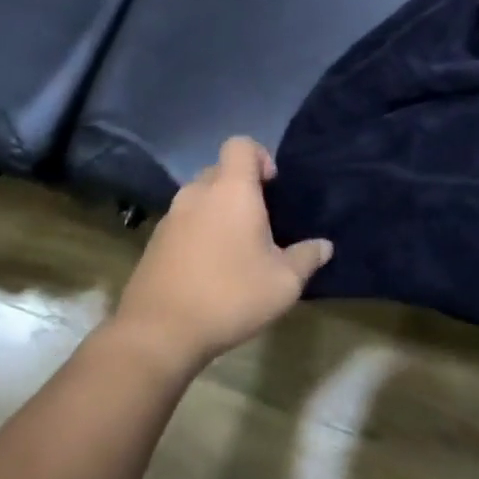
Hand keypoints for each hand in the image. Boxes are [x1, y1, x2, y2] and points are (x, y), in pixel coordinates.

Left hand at [110, 137, 332, 373]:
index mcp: (231, 189)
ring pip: (200, 196)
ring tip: (235, 246)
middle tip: (259, 220)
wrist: (158, 333)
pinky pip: (183, 221)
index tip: (272, 188)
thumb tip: (324, 246)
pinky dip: (198, 231)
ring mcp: (171, 217)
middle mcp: (198, 193)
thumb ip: (307, 258)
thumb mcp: (283, 283)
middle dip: (240, 186)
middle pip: (220, 169)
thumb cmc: (229, 295)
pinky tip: (209, 267)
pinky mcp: (154, 242)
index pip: (241, 144)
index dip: (260, 156)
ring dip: (217, 210)